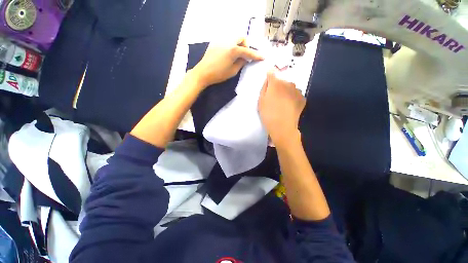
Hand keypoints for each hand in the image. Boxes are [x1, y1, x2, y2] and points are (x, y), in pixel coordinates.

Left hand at [191, 38, 263, 87]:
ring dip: (238, 44)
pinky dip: (230, 44)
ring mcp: (220, 41)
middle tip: (245, 54)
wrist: (202, 73)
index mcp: (233, 49)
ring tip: (237, 54)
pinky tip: (228, 53)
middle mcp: (227, 42)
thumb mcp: (233, 70)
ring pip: (233, 38)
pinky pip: (226, 41)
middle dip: (245, 45)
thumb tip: (245, 58)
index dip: (256, 55)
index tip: (262, 57)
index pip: (248, 51)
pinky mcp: (215, 43)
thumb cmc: (218, 74)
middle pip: (241, 38)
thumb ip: (242, 62)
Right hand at [258, 71, 305, 146]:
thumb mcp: (261, 100)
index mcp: (276, 82)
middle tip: (275, 96)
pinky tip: (290, 106)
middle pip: (282, 79)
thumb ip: (265, 86)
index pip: (272, 71)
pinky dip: (293, 97)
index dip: (270, 75)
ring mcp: (297, 90)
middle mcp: (288, 83)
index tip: (269, 81)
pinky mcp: (302, 98)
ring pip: (290, 87)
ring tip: (283, 103)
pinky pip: (296, 94)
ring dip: (287, 91)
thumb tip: (268, 77)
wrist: (284, 128)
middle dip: (279, 84)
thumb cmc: (269, 114)